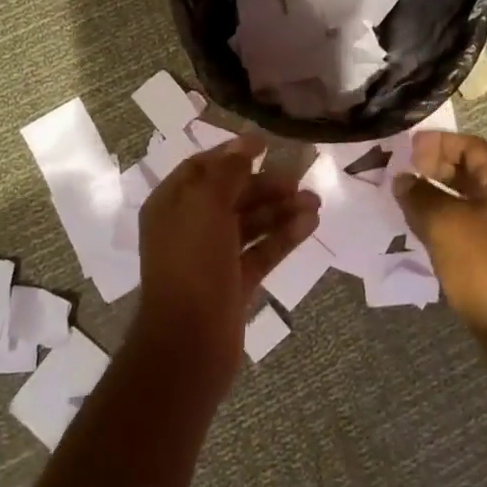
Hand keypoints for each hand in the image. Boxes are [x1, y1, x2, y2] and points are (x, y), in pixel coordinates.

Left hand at [132, 134, 319, 393]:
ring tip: (315, 201)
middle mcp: (189, 226)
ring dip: (280, 209)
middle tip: (298, 179)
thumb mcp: (206, 205)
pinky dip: (283, 236)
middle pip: (230, 195)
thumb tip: (244, 145)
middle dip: (264, 185)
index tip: (266, 143)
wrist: (189, 343)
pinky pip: (261, 250)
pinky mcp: (234, 282)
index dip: (232, 153)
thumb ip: (227, 172)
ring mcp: (212, 257)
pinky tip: (310, 224)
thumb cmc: (192, 263)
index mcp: (171, 204)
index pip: (202, 167)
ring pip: (249, 223)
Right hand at [393, 132, 486, 353]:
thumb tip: (403, 180)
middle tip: (403, 174)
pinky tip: (423, 230)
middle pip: (472, 171)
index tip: (406, 150)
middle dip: (436, 168)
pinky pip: (471, 226)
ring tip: (406, 200)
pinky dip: (447, 221)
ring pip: (469, 200)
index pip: (472, 146)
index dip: (438, 143)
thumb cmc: (486, 268)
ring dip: (438, 196)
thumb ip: (419, 195)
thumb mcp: (445, 225)